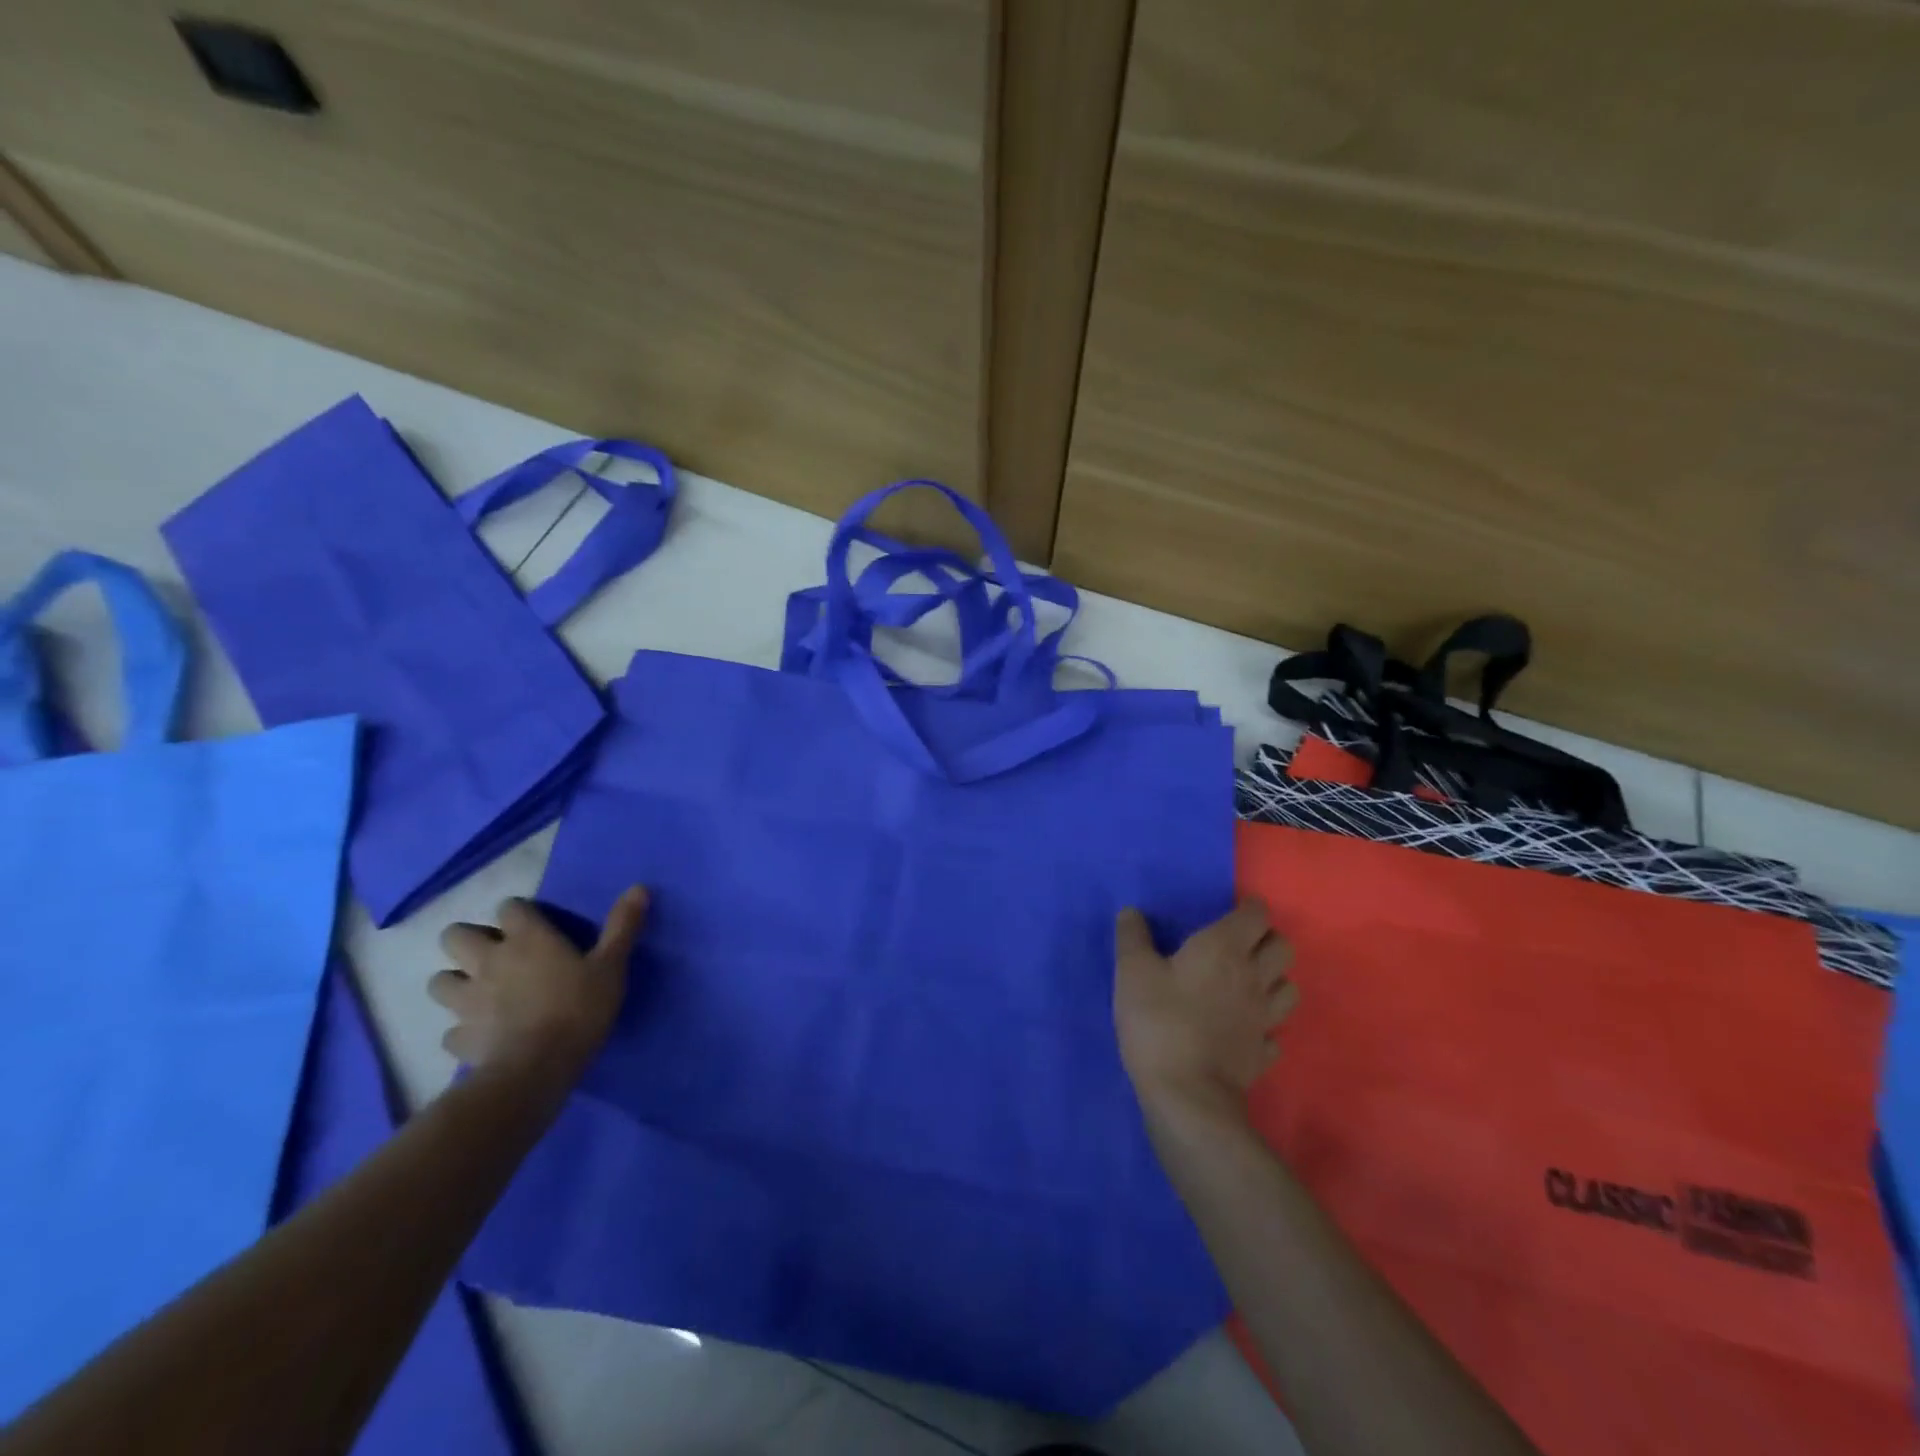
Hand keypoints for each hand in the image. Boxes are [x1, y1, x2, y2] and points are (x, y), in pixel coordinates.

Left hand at [430, 887, 648, 1075]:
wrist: (536, 1069)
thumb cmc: (578, 1009)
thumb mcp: (611, 965)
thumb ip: (622, 926)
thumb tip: (639, 887)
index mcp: (526, 938)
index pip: (509, 907)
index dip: (519, 913)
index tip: (534, 925)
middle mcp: (488, 961)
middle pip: (455, 936)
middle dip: (469, 941)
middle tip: (495, 954)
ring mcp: (467, 1001)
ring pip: (440, 981)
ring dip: (456, 982)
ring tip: (479, 992)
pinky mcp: (459, 1037)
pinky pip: (451, 1030)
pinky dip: (462, 1029)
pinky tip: (481, 1034)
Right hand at [1114, 899, 1297, 1124]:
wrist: (1188, 1095)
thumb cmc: (1159, 1021)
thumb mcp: (1131, 972)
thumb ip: (1132, 937)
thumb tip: (1132, 912)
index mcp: (1224, 948)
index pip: (1257, 914)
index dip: (1248, 908)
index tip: (1229, 911)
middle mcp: (1254, 977)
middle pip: (1283, 947)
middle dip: (1266, 939)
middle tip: (1237, 944)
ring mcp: (1264, 1018)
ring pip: (1288, 986)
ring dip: (1273, 978)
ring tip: (1245, 982)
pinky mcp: (1262, 1053)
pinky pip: (1274, 1030)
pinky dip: (1264, 1024)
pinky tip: (1243, 1027)